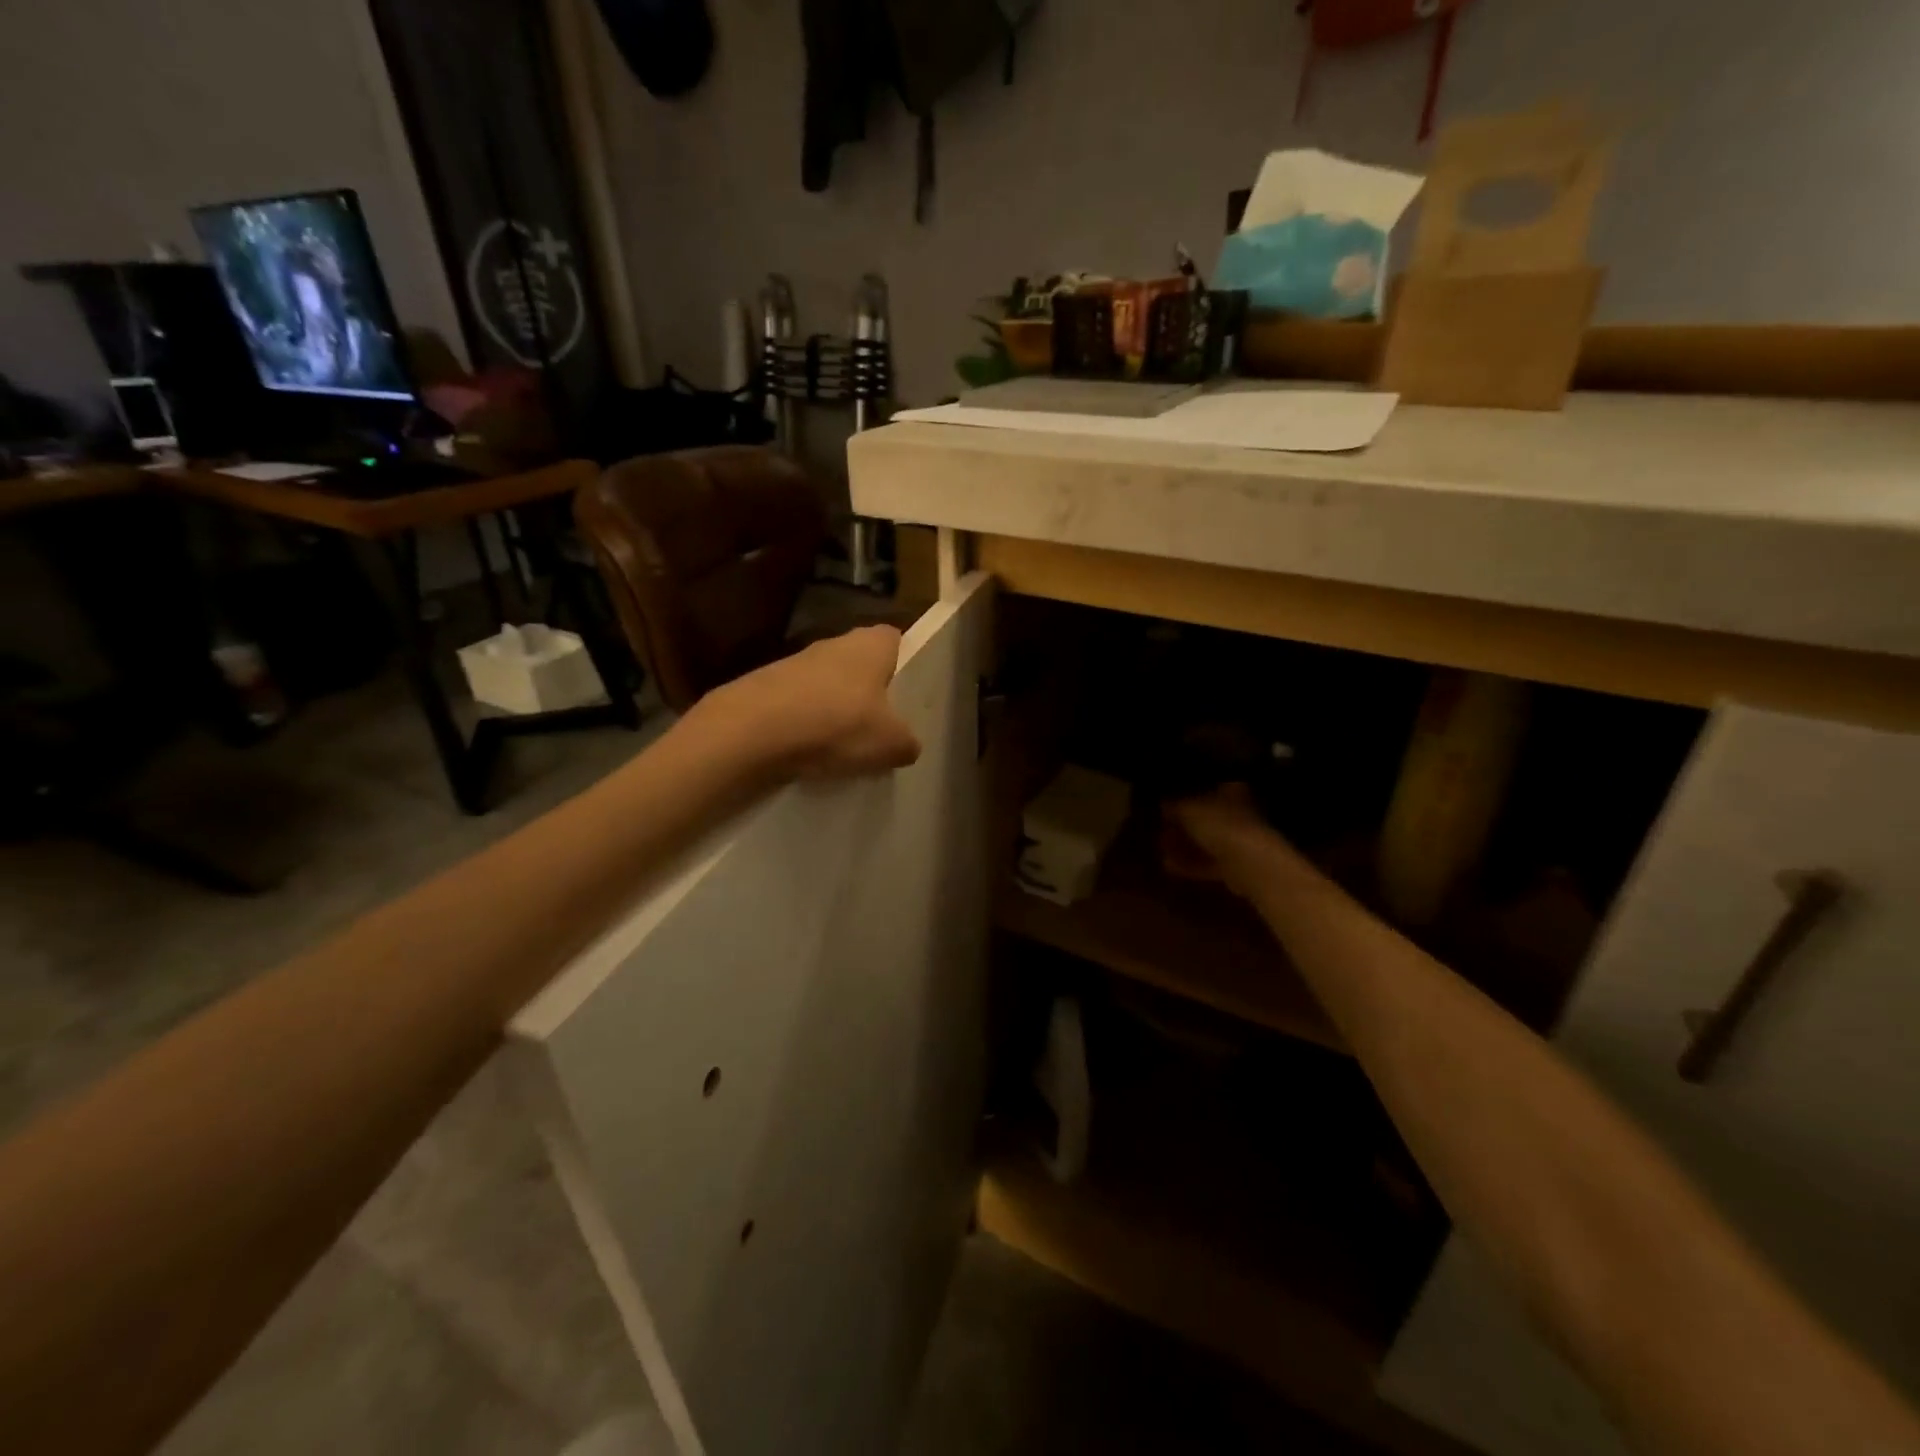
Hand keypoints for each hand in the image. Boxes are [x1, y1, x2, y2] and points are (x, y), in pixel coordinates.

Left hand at [698, 625, 921, 780]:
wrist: (751, 731)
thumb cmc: (836, 724)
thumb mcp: (891, 744)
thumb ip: (908, 743)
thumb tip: (907, 745)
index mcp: (871, 644)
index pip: (895, 639)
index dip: (903, 664)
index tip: (906, 694)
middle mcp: (834, 643)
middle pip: (859, 663)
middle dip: (867, 692)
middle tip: (878, 727)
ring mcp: (795, 661)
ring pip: (826, 684)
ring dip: (833, 708)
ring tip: (842, 747)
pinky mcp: (765, 685)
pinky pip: (797, 704)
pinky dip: (803, 724)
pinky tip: (806, 752)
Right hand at [1163, 783, 1281, 894]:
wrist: (1249, 863)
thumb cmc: (1219, 824)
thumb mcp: (1187, 809)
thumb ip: (1173, 806)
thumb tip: (1163, 805)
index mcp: (1232, 791)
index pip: (1208, 787)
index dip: (1187, 793)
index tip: (1168, 802)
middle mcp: (1240, 812)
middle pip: (1207, 817)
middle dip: (1184, 824)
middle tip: (1161, 828)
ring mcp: (1240, 841)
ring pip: (1207, 841)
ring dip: (1185, 845)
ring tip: (1161, 848)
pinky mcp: (1237, 866)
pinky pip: (1208, 861)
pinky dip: (1190, 863)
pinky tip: (1169, 866)